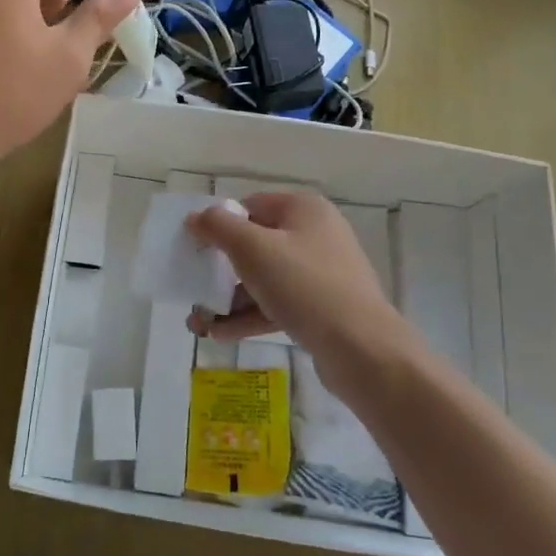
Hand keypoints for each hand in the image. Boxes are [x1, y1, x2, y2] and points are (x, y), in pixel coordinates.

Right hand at [185, 191, 404, 363]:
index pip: (251, 205)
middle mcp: (315, 235)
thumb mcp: (252, 249)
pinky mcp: (322, 309)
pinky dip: (249, 316)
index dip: (219, 224)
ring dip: (229, 298)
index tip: (195, 248)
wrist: (362, 349)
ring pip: (264, 279)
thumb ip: (218, 227)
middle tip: (193, 287)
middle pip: (255, 244)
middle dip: (220, 270)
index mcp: (303, 209)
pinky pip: (277, 305)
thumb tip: (196, 217)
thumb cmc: (304, 286)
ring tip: (198, 323)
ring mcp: (321, 274)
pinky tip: (220, 335)